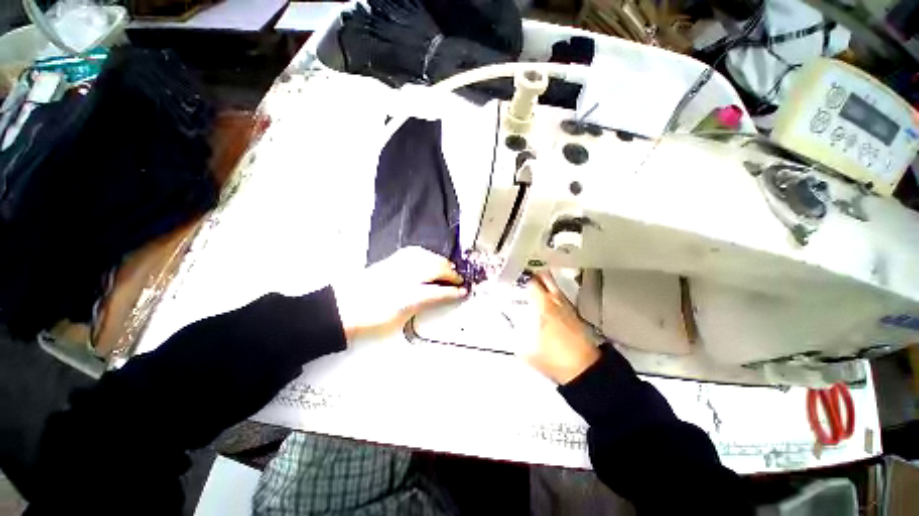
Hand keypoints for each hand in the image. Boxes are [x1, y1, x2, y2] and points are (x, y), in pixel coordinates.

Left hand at [333, 247, 466, 342]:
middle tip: (459, 280)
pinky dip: (427, 255)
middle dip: (451, 273)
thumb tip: (436, 297)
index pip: (439, 291)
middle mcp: (406, 275)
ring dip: (441, 262)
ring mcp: (398, 265)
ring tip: (448, 269)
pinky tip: (429, 259)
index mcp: (409, 295)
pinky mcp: (391, 260)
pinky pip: (415, 252)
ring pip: (428, 257)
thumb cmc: (371, 318)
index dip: (453, 291)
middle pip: (436, 268)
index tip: (463, 291)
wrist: (342, 307)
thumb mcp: (400, 318)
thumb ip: (421, 304)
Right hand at [520, 272, 600, 384]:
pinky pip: (560, 297)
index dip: (521, 277)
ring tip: (531, 286)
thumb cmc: (555, 358)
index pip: (532, 282)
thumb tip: (507, 329)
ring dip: (543, 283)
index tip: (513, 274)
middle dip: (534, 273)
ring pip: (555, 286)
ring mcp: (568, 307)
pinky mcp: (575, 315)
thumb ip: (514, 337)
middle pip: (546, 277)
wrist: (585, 370)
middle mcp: (557, 301)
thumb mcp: (526, 351)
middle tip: (522, 275)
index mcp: (545, 305)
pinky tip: (545, 302)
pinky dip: (551, 294)